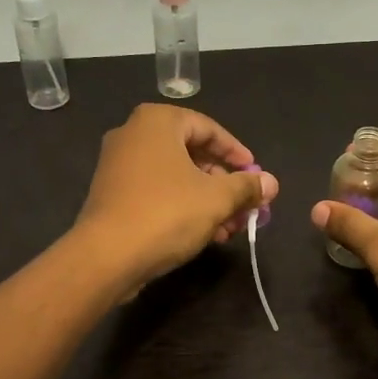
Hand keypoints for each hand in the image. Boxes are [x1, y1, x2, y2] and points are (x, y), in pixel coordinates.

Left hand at [74, 104, 279, 290]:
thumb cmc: (166, 213)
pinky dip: (181, 207)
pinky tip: (203, 235)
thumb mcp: (217, 199)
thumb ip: (246, 187)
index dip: (236, 153)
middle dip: (222, 183)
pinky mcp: (111, 194)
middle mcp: (133, 134)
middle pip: (191, 153)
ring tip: (228, 229)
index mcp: (157, 122)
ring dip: (206, 200)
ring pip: (175, 177)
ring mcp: (117, 165)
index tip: (255, 174)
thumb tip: (271, 182)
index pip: (208, 128)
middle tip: (244, 206)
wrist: (106, 256)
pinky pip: (156, 192)